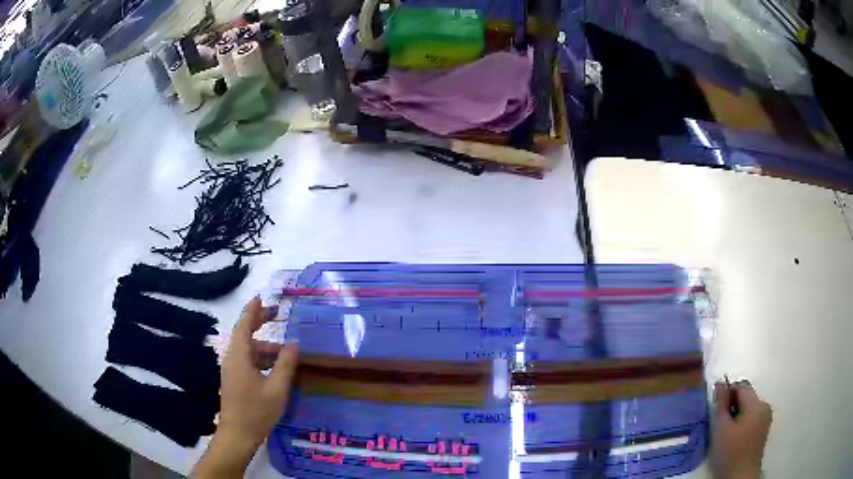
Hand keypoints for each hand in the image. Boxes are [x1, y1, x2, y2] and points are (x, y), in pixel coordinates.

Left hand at [192, 298, 298, 477]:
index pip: (243, 326)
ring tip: (286, 353)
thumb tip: (293, 344)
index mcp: (239, 356)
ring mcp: (232, 371)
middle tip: (276, 314)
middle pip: (244, 335)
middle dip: (259, 323)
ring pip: (248, 351)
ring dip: (265, 348)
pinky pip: (247, 362)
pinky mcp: (234, 381)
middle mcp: (232, 359)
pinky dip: (261, 359)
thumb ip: (285, 365)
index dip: (252, 311)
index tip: (261, 298)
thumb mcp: (276, 389)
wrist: (237, 435)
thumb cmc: (256, 411)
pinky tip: (275, 368)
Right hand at [711, 380, 771, 478]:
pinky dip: (742, 421)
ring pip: (749, 407)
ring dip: (737, 413)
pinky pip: (752, 417)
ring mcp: (766, 418)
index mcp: (756, 404)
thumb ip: (721, 405)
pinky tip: (734, 437)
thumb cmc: (730, 453)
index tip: (716, 406)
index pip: (742, 386)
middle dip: (732, 405)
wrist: (740, 476)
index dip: (728, 392)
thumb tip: (720, 383)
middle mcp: (764, 406)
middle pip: (747, 396)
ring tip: (725, 431)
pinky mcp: (764, 429)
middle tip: (719, 421)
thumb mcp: (721, 429)